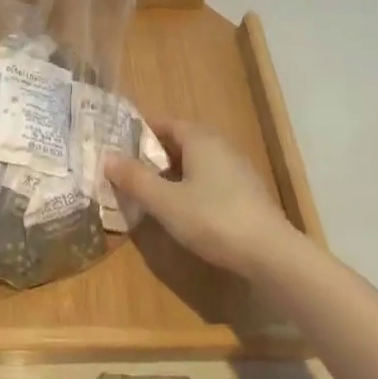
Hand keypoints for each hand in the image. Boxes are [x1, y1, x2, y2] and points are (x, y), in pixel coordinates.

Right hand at [105, 121, 295, 279]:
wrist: (271, 254)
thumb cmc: (213, 218)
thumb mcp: (165, 201)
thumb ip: (135, 179)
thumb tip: (106, 157)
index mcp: (200, 139)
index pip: (166, 123)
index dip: (142, 131)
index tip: (120, 144)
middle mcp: (220, 146)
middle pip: (182, 141)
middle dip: (156, 153)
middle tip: (130, 168)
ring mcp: (238, 170)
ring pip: (197, 162)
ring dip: (174, 172)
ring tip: (151, 190)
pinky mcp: (247, 194)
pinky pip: (211, 180)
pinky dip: (192, 187)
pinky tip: (183, 209)